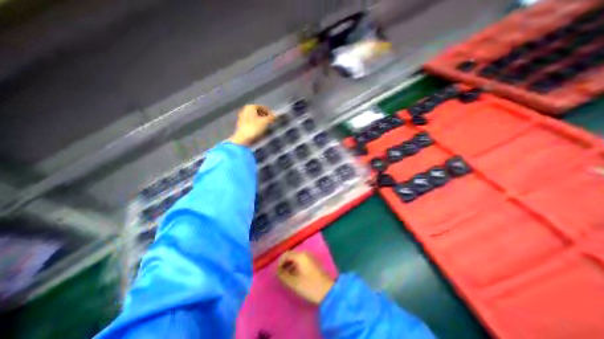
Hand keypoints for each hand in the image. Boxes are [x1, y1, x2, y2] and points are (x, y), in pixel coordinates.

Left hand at [228, 103, 274, 143]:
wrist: (243, 138)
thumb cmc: (254, 128)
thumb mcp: (265, 122)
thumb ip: (271, 117)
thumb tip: (275, 115)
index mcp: (250, 107)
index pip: (262, 107)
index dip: (269, 112)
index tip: (273, 117)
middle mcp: (245, 110)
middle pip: (257, 111)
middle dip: (264, 116)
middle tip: (270, 121)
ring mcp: (242, 116)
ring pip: (254, 116)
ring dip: (260, 120)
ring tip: (265, 125)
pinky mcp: (241, 124)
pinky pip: (250, 121)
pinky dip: (255, 123)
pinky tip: (259, 128)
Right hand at [276, 251, 334, 303]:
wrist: (328, 291)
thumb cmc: (310, 286)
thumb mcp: (294, 283)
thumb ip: (283, 276)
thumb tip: (277, 271)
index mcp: (300, 256)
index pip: (285, 254)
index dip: (279, 263)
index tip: (277, 273)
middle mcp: (305, 253)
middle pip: (291, 255)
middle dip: (284, 264)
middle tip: (281, 275)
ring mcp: (310, 257)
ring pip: (296, 258)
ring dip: (290, 265)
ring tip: (287, 276)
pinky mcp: (313, 262)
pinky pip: (301, 260)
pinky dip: (296, 265)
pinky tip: (295, 275)